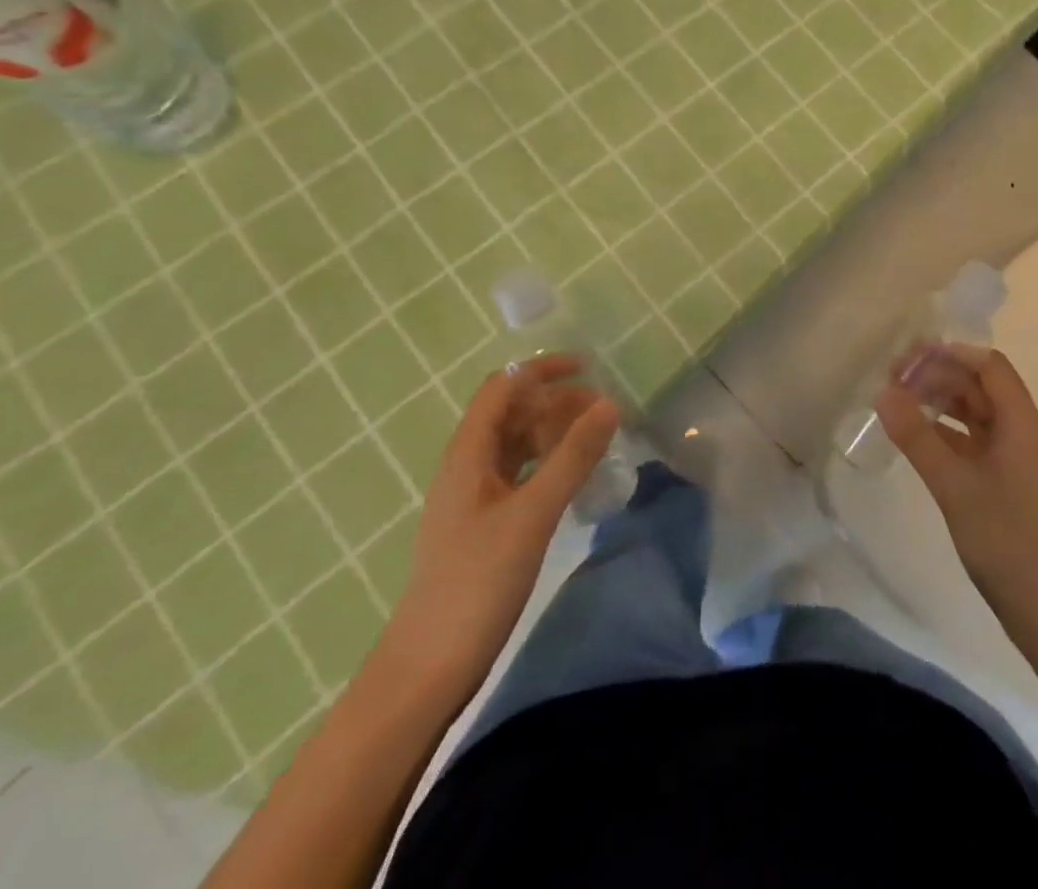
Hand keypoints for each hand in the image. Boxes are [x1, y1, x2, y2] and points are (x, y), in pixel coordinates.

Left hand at [382, 355, 618, 690]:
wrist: (428, 667)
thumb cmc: (477, 582)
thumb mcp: (532, 514)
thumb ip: (572, 457)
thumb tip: (609, 404)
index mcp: (468, 453)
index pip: (503, 387)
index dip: (542, 370)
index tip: (588, 369)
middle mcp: (467, 465)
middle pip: (511, 412)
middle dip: (555, 401)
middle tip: (602, 411)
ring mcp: (473, 496)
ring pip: (516, 443)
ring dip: (553, 431)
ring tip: (595, 439)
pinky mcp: (483, 523)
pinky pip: (519, 473)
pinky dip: (547, 463)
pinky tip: (572, 478)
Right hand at [874, 343, 1037, 635]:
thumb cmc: (1006, 540)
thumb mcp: (954, 485)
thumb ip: (917, 436)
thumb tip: (883, 391)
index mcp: (1022, 422)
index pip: (988, 365)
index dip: (950, 354)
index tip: (908, 358)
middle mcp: (1023, 432)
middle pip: (981, 386)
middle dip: (940, 376)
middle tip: (894, 380)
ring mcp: (1017, 459)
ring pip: (977, 414)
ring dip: (942, 404)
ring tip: (900, 404)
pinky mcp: (1009, 484)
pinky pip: (975, 442)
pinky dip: (947, 433)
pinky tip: (918, 441)